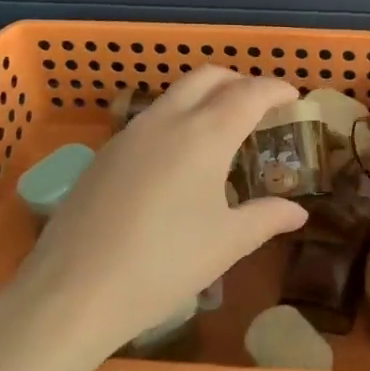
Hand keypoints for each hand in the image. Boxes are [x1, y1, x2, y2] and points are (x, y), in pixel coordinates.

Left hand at [7, 67, 307, 355]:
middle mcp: (169, 118)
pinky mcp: (105, 152)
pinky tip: (177, 161)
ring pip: (176, 93)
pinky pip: (152, 118)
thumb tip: (298, 213)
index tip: (293, 97)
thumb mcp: (226, 244)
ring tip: (221, 131)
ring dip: (205, 96)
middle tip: (259, 106)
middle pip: (210, 77)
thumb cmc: (163, 265)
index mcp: (206, 133)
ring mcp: (131, 132)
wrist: (71, 293)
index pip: (251, 93)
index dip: (276, 90)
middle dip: (239, 82)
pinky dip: (177, 118)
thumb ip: (266, 218)